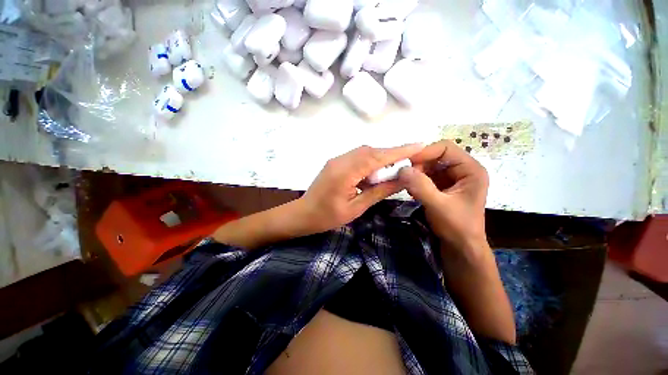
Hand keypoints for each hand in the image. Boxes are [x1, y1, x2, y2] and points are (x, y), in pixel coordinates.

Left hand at [298, 143, 425, 233]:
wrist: (303, 214)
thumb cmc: (327, 217)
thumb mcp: (356, 208)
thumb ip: (379, 191)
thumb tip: (402, 180)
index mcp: (345, 172)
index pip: (377, 157)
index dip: (399, 151)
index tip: (419, 145)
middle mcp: (341, 160)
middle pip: (371, 151)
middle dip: (392, 155)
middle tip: (409, 162)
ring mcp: (337, 160)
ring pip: (364, 153)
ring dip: (381, 158)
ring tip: (393, 170)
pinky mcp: (335, 163)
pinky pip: (357, 157)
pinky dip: (370, 162)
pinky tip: (375, 173)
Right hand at [398, 140, 488, 252]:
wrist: (461, 247)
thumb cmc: (457, 227)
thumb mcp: (439, 206)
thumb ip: (421, 186)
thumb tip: (402, 169)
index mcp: (470, 169)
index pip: (445, 148)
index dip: (425, 152)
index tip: (406, 163)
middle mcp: (462, 170)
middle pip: (435, 156)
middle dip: (418, 164)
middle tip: (403, 176)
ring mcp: (451, 178)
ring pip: (428, 166)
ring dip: (415, 173)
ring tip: (405, 184)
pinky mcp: (442, 186)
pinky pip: (425, 176)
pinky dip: (416, 180)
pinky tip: (410, 190)